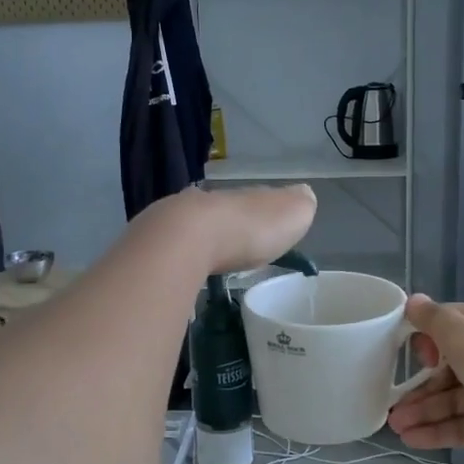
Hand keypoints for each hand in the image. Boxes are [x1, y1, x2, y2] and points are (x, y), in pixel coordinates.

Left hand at [145, 184, 316, 276]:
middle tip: (242, 247)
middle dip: (235, 227)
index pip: (261, 200)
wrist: (187, 237)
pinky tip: (188, 268)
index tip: (271, 230)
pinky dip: (185, 257)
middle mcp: (215, 203)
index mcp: (249, 196)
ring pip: (200, 228)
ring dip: (207, 242)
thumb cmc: (248, 229)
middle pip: (228, 213)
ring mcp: (183, 220)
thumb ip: (299, 205)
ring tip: (214, 260)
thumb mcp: (290, 214)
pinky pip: (178, 248)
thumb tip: (304, 194)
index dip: (268, 214)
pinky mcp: (159, 243)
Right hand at [387, 297, 463, 463]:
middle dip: (419, 383)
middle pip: (448, 366)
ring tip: (396, 426)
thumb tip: (414, 300)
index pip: (450, 324)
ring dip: (424, 410)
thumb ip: (436, 321)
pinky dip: (439, 430)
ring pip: (453, 399)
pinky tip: (413, 439)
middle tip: (392, 402)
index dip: (426, 336)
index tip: (410, 354)